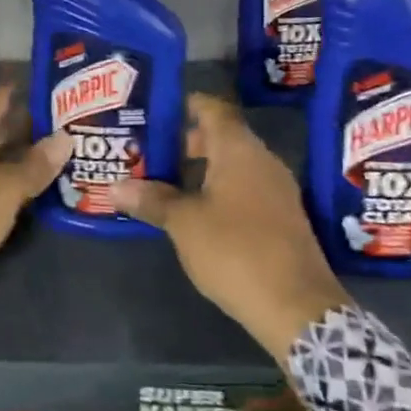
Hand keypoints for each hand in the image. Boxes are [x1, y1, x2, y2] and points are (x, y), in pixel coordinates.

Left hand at [0, 84, 69, 302]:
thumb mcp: (4, 191)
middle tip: (69, 127)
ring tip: (56, 157)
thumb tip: (65, 137)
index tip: (61, 92)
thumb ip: (35, 165)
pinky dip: (3, 179)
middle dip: (29, 126)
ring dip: (18, 155)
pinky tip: (26, 189)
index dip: (28, 92)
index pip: (0, 96)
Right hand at [111, 93, 350, 358]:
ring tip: (163, 181)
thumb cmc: (235, 250)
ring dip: (201, 170)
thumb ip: (151, 199)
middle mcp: (262, 160)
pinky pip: (245, 188)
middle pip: (222, 137)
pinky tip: (195, 211)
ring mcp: (277, 189)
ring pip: (233, 165)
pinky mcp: (282, 217)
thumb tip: (114, 186)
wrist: (296, 306)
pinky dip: (219, 190)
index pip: (212, 108)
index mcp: (239, 150)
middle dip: (186, 142)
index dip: (185, 105)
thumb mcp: (184, 224)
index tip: (155, 110)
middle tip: (149, 151)